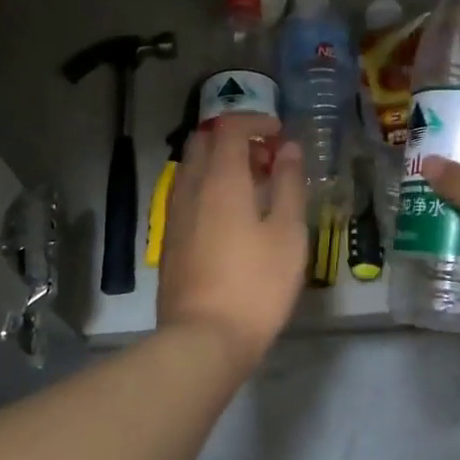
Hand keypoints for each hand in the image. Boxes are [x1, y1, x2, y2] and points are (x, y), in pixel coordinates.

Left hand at [157, 114, 306, 374]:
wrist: (203, 338)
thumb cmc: (256, 284)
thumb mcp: (287, 233)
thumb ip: (288, 184)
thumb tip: (289, 149)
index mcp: (220, 179)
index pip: (229, 127)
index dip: (255, 121)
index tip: (279, 134)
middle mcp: (190, 187)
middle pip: (204, 142)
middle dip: (235, 138)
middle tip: (267, 158)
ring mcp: (175, 213)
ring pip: (192, 167)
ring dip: (220, 162)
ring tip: (253, 186)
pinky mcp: (170, 238)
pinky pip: (186, 192)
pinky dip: (208, 186)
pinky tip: (231, 215)